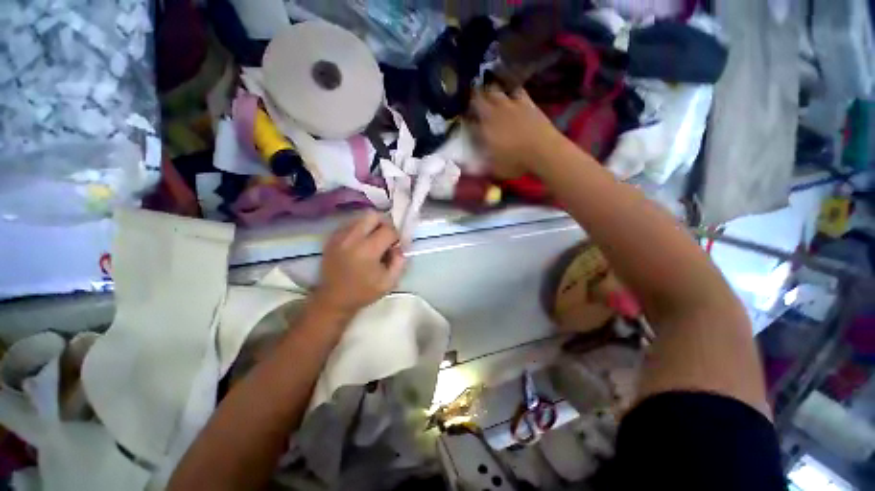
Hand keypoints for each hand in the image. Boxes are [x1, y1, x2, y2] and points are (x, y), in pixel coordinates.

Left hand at [311, 212, 404, 316]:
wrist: (333, 299)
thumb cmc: (363, 292)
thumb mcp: (389, 282)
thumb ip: (400, 261)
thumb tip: (399, 247)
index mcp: (367, 250)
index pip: (388, 230)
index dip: (396, 236)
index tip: (396, 246)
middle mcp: (352, 238)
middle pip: (373, 216)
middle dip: (384, 224)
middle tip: (386, 238)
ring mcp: (339, 236)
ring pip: (361, 218)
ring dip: (371, 226)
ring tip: (373, 241)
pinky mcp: (332, 238)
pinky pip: (350, 224)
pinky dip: (360, 229)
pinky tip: (360, 244)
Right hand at [471, 86, 563, 177]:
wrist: (544, 151)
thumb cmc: (516, 163)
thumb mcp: (494, 170)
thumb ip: (478, 166)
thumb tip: (465, 165)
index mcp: (483, 130)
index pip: (468, 119)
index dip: (465, 118)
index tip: (464, 120)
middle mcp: (493, 113)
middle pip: (477, 98)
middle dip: (472, 99)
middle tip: (471, 103)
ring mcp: (509, 104)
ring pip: (493, 90)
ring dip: (488, 91)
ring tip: (486, 94)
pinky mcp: (525, 101)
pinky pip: (514, 89)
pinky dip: (509, 89)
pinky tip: (508, 93)